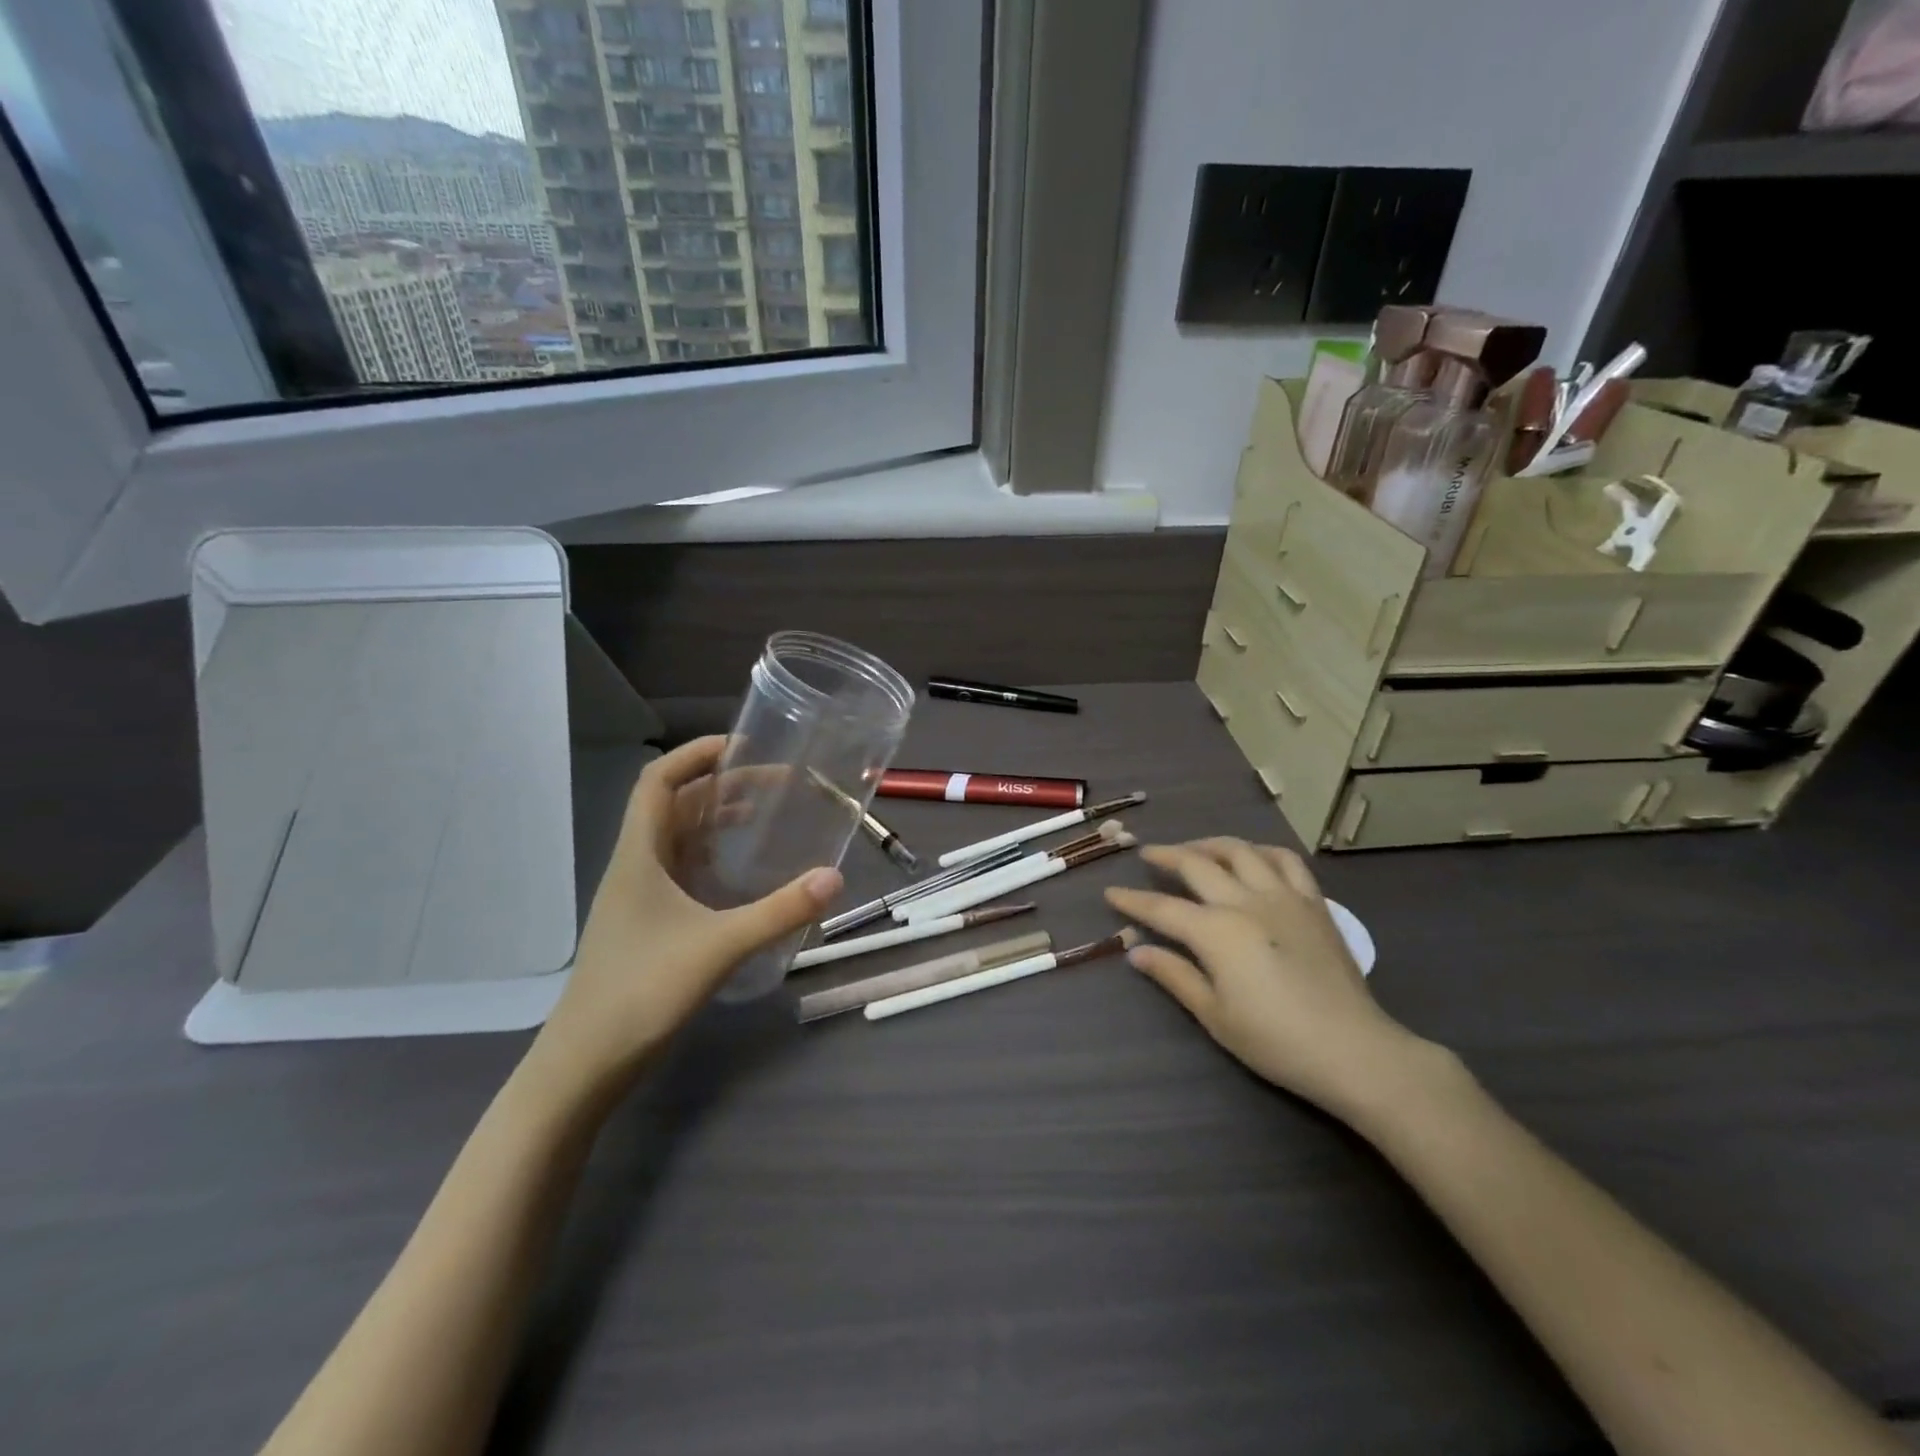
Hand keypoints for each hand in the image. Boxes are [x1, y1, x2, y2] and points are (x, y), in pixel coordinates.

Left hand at [536, 737, 842, 1091]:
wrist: (585, 1063)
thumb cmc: (641, 991)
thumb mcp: (719, 946)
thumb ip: (779, 911)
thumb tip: (834, 878)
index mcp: (640, 855)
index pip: (659, 782)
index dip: (695, 754)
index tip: (742, 745)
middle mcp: (637, 866)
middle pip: (676, 807)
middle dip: (723, 786)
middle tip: (776, 783)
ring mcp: (640, 898)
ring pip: (681, 841)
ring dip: (719, 821)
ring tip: (767, 816)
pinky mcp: (650, 925)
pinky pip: (685, 873)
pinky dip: (716, 859)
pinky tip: (746, 875)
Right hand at [1105, 838, 1432, 1120]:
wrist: (1353, 1050)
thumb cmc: (1275, 1040)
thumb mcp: (1214, 1015)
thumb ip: (1174, 976)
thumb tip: (1136, 952)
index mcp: (1216, 932)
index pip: (1161, 908)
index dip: (1132, 901)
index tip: (1111, 894)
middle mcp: (1245, 901)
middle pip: (1196, 864)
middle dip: (1166, 856)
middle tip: (1147, 854)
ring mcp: (1283, 896)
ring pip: (1239, 850)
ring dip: (1210, 844)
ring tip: (1195, 849)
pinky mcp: (1313, 902)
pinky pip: (1285, 860)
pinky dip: (1261, 851)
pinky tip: (1251, 857)